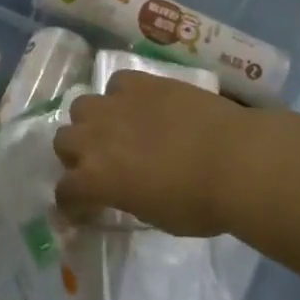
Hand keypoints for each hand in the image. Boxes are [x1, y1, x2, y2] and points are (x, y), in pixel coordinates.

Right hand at [52, 71, 254, 236]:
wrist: (236, 160)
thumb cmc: (200, 204)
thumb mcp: (155, 216)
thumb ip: (128, 199)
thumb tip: (126, 191)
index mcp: (95, 179)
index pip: (65, 192)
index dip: (73, 203)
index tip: (85, 209)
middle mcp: (95, 138)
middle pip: (63, 141)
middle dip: (76, 155)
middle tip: (100, 164)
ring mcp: (117, 105)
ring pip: (82, 107)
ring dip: (92, 121)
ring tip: (116, 130)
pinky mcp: (143, 82)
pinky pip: (117, 83)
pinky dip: (123, 95)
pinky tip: (142, 105)